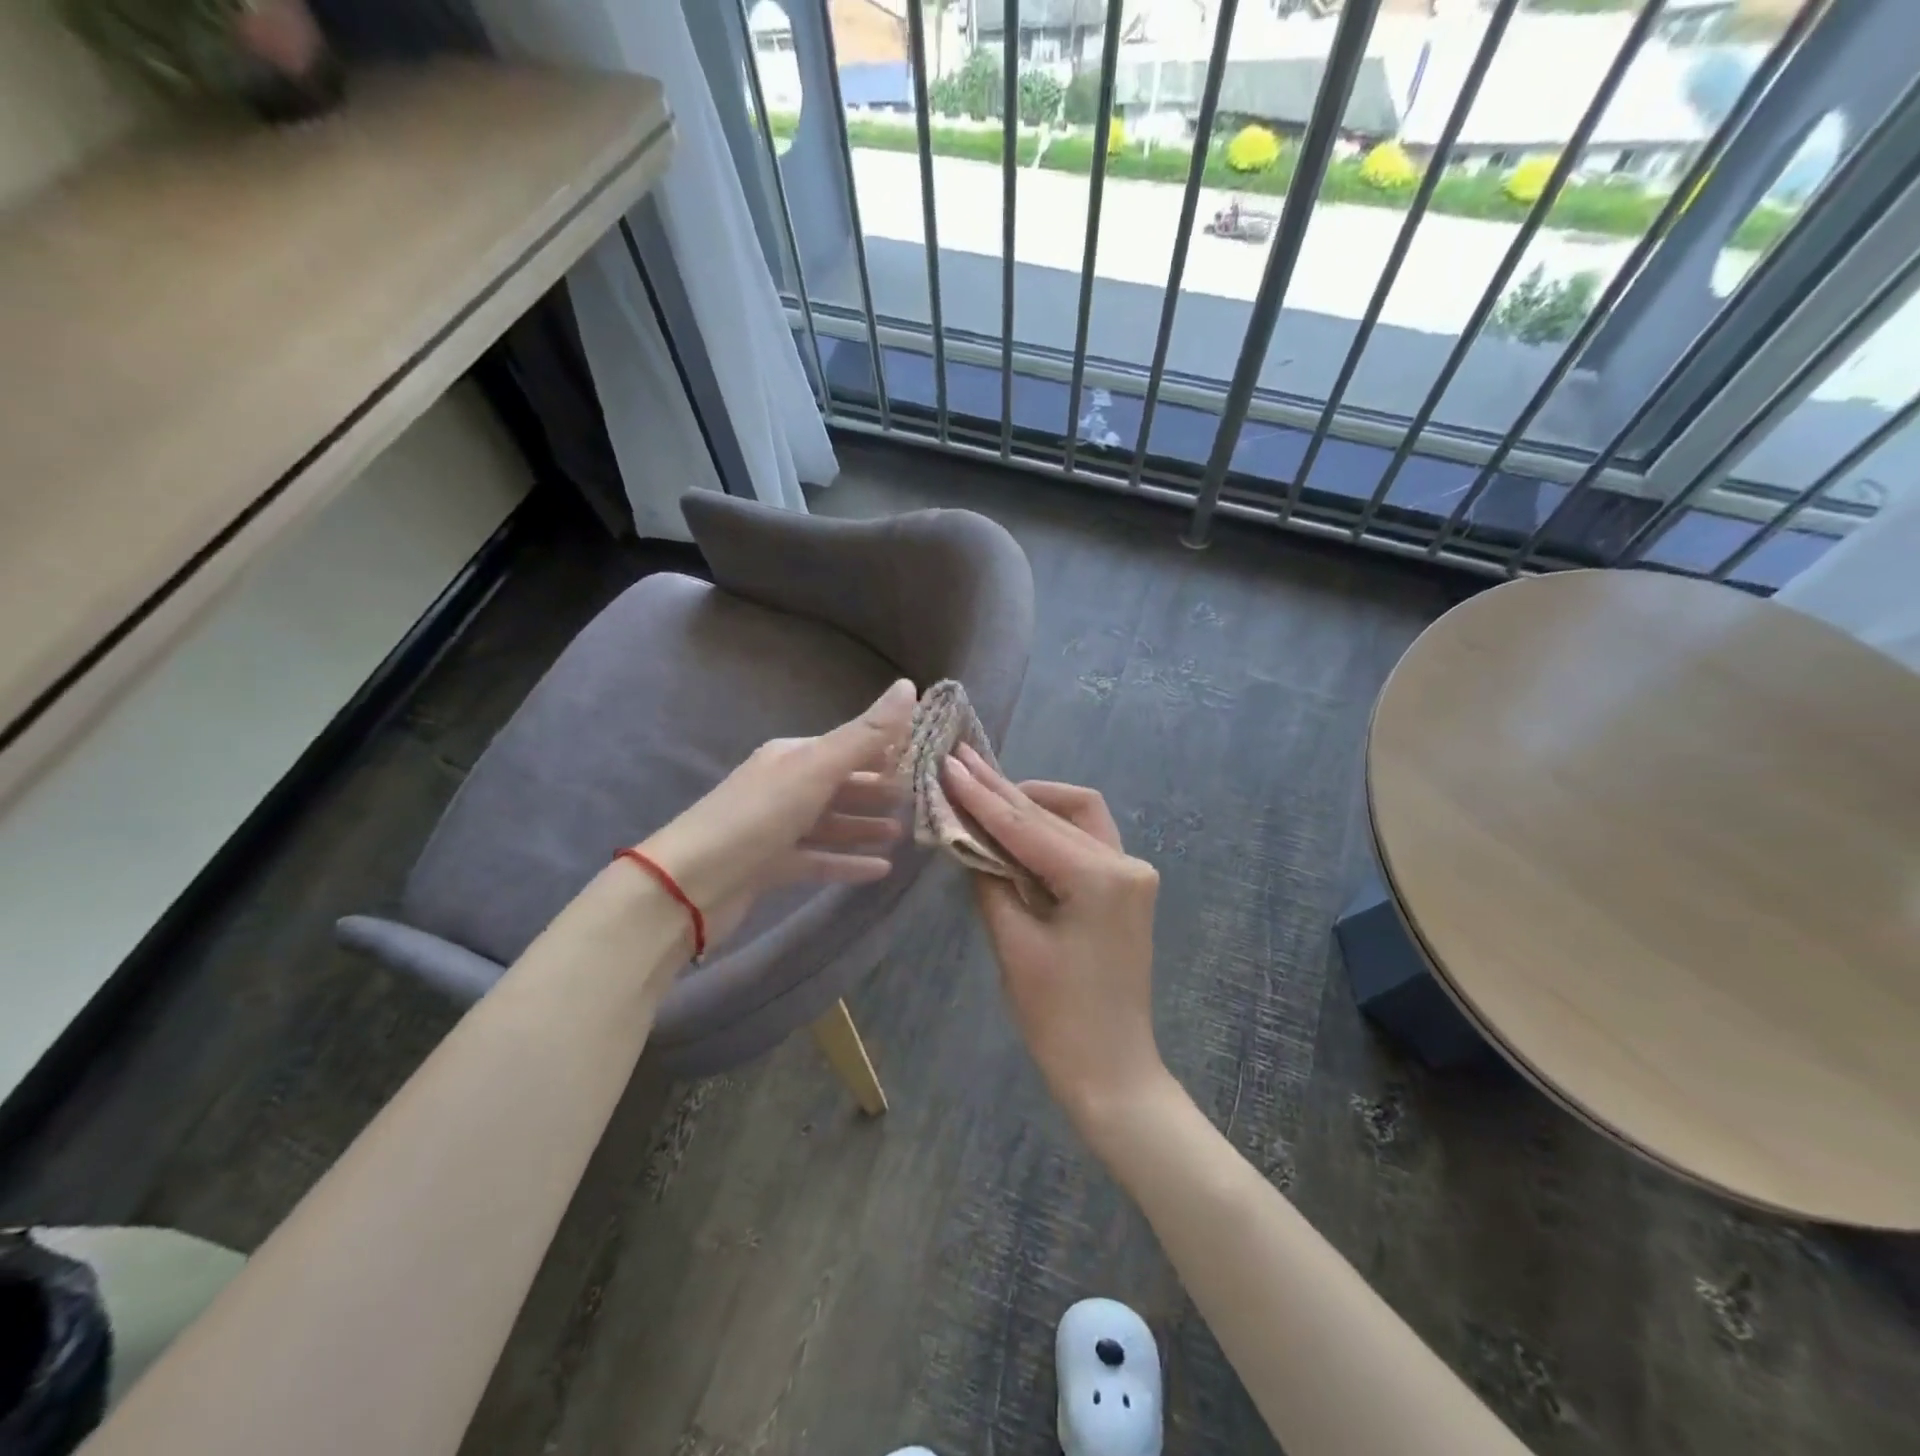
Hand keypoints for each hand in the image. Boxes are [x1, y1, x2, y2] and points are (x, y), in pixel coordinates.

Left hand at [639, 679, 914, 948]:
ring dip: (866, 826)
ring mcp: (776, 829)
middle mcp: (784, 786)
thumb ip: (865, 734)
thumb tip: (908, 685)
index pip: (848, 746)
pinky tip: (881, 870)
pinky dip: (848, 861)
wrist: (689, 884)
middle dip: (879, 791)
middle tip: (921, 800)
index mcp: (792, 756)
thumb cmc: (758, 816)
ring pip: (831, 823)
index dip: (886, 750)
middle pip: (841, 785)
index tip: (926, 758)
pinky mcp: (771, 867)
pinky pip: (819, 859)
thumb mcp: (817, 768)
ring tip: (903, 834)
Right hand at [941, 744, 1169, 1132]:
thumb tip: (968, 839)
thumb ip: (990, 881)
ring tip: (984, 793)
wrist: (1111, 1071)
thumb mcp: (1014, 945)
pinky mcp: (1125, 888)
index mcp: (1100, 877)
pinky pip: (1083, 842)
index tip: (948, 763)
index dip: (982, 795)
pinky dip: (1049, 831)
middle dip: (1004, 791)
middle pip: (1053, 813)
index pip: (1027, 825)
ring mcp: (1131, 874)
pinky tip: (1015, 827)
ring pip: (1075, 817)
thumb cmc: (1058, 1018)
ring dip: (1030, 805)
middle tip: (961, 764)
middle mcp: (1125, 863)